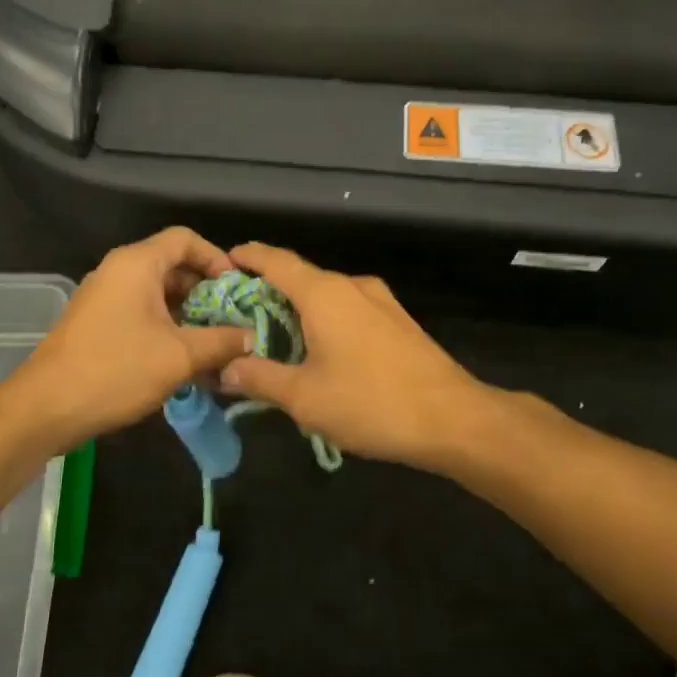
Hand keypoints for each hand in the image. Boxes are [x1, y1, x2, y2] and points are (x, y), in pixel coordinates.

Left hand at [0, 228, 254, 452]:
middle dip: (205, 290)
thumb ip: (222, 342)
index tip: (236, 288)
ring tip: (212, 341)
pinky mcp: (96, 321)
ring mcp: (104, 295)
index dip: (216, 257)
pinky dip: (164, 324)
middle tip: (231, 318)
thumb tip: (252, 337)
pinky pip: (139, 309)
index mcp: (137, 264)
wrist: (46, 408)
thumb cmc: (116, 370)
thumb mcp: (179, 357)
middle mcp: (118, 270)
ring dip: (186, 311)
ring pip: (156, 290)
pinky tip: (181, 355)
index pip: (185, 238)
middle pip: (172, 263)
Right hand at [218, 243, 494, 468]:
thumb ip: (260, 378)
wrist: (453, 419)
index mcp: (323, 293)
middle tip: (238, 315)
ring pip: (326, 294)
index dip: (247, 257)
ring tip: (275, 337)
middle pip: (300, 277)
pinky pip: (348, 309)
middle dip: (267, 291)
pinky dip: (324, 319)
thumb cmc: (371, 402)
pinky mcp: (397, 320)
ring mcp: (379, 301)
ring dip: (298, 309)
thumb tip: (225, 368)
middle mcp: (351, 285)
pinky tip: (319, 351)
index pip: (275, 260)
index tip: (223, 262)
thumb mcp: (304, 397)